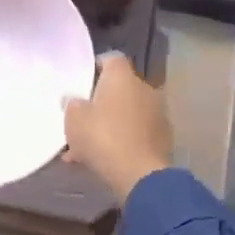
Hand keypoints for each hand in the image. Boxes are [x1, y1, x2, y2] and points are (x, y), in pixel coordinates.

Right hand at [62, 52, 173, 203]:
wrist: (140, 175)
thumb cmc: (103, 137)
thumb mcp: (73, 119)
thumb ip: (71, 104)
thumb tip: (74, 99)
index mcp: (122, 77)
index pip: (110, 59)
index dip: (95, 68)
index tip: (80, 83)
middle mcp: (144, 88)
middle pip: (118, 88)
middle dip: (100, 102)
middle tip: (82, 119)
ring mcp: (157, 113)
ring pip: (126, 113)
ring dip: (110, 124)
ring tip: (86, 147)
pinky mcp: (163, 137)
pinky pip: (136, 133)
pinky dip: (122, 140)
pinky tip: (104, 159)